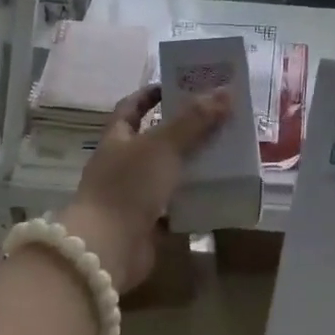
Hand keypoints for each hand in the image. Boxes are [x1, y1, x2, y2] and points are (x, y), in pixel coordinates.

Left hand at [63, 84, 229, 293]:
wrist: (107, 249)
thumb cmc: (128, 187)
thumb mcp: (163, 146)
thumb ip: (195, 120)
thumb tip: (226, 91)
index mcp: (117, 138)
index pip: (132, 106)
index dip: (153, 93)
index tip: (180, 85)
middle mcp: (122, 164)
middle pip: (154, 139)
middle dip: (184, 129)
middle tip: (217, 118)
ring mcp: (133, 195)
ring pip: (167, 172)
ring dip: (192, 164)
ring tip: (225, 152)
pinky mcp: (146, 224)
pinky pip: (174, 205)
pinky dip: (193, 199)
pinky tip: (219, 191)